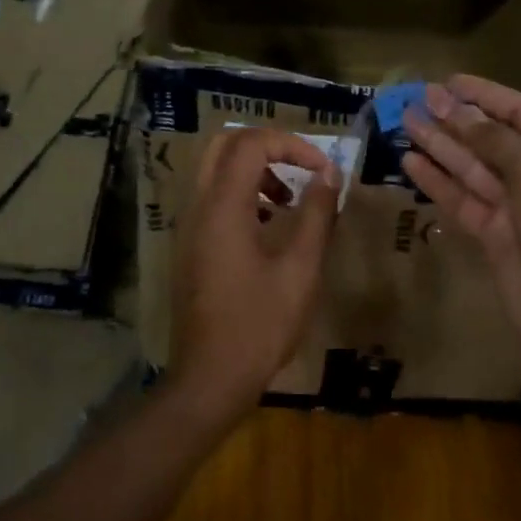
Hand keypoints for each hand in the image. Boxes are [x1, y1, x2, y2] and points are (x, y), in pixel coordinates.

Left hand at [168, 128, 339, 424]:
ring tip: (289, 200)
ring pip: (216, 169)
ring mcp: (190, 226)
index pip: (250, 143)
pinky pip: (213, 197)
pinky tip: (269, 225)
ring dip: (254, 169)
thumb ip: (317, 215)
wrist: (210, 377)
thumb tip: (331, 175)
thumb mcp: (300, 269)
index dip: (292, 144)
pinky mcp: (191, 245)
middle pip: (225, 145)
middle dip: (268, 146)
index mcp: (224, 207)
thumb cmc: (260, 324)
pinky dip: (242, 193)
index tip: (323, 169)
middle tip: (301, 167)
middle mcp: (199, 206)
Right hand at [403, 76, 520, 376]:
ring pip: (472, 168)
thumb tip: (459, 110)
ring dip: (440, 145)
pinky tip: (411, 162)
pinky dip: (438, 183)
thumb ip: (497, 141)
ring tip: (405, 121)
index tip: (447, 80)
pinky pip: (463, 201)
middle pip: (492, 138)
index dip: (484, 94)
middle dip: (455, 118)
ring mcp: (519, 209)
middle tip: (415, 97)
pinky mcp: (496, 239)